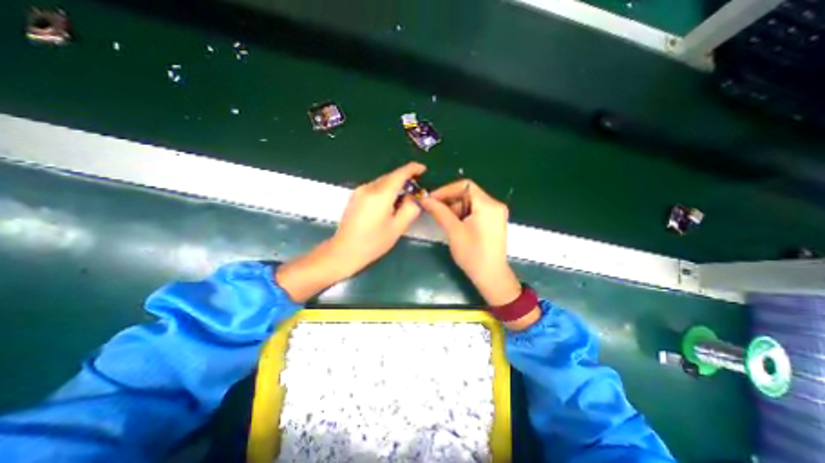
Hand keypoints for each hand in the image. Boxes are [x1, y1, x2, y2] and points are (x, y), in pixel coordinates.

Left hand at [331, 161, 427, 272]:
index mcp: (380, 194)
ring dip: (394, 187)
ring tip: (402, 201)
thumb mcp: (398, 228)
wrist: (344, 251)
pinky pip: (374, 188)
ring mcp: (359, 191)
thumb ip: (410, 209)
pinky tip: (388, 205)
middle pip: (391, 177)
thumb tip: (412, 198)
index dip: (413, 168)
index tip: (423, 169)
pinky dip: (385, 191)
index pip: (400, 174)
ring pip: (382, 182)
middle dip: (404, 180)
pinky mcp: (355, 196)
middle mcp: (368, 188)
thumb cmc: (373, 242)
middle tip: (415, 192)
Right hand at [422, 182, 516, 307]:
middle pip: (468, 193)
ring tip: (441, 219)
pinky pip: (475, 211)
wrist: (491, 276)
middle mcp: (495, 205)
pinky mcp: (493, 222)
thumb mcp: (454, 231)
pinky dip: (462, 214)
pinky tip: (452, 224)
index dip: (446, 190)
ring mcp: (495, 214)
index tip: (431, 199)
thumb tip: (424, 199)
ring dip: (454, 208)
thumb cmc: (472, 254)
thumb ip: (439, 211)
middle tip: (433, 210)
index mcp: (488, 204)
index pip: (465, 185)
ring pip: (470, 203)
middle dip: (449, 200)